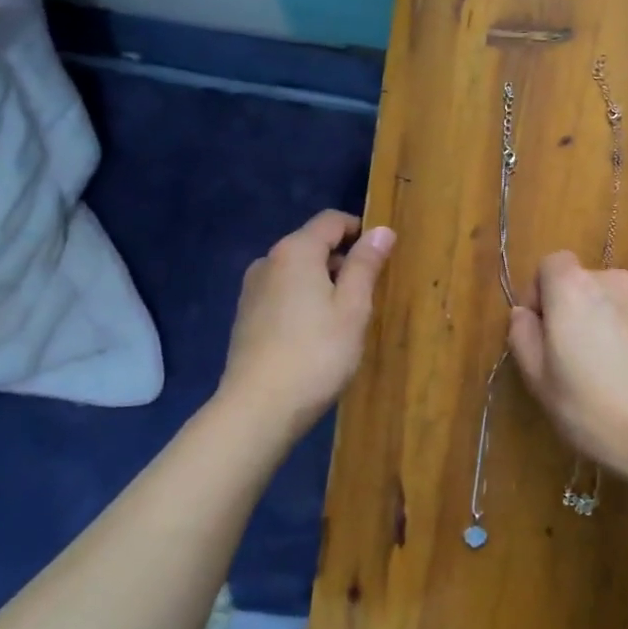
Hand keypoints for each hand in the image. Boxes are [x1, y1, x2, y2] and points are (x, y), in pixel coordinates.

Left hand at [220, 210, 394, 440]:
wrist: (258, 408)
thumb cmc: (316, 354)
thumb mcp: (352, 308)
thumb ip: (365, 265)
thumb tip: (381, 230)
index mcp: (295, 250)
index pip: (331, 220)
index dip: (360, 230)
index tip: (382, 256)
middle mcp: (268, 261)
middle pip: (312, 244)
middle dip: (342, 260)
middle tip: (369, 295)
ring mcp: (252, 289)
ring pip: (296, 271)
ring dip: (323, 283)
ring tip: (344, 319)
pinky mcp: (245, 316)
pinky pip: (282, 294)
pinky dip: (302, 301)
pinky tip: (315, 335)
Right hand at [508, 252, 627, 477]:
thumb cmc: (594, 411)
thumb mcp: (539, 382)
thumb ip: (523, 336)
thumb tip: (524, 313)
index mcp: (573, 289)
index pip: (552, 264)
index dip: (543, 292)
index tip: (544, 329)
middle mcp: (616, 280)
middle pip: (589, 284)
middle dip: (582, 311)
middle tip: (583, 358)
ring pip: (625, 300)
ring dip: (617, 320)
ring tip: (623, 367)